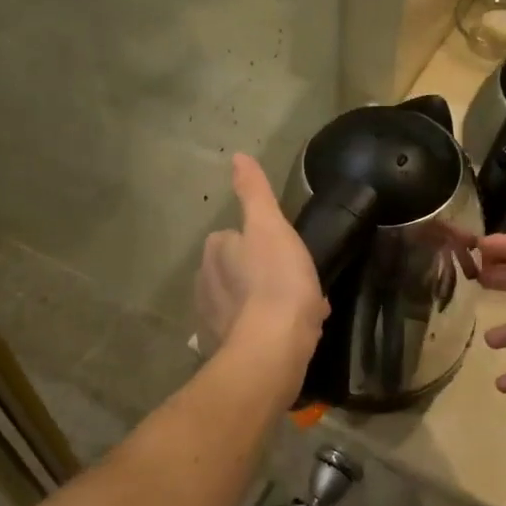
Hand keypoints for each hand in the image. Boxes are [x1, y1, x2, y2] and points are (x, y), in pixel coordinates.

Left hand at [196, 155, 326, 378]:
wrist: (273, 347)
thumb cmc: (276, 280)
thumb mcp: (270, 226)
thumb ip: (254, 191)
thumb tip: (237, 156)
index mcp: (215, 251)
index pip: (235, 237)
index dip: (263, 243)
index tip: (288, 255)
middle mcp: (204, 283)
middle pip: (239, 270)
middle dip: (265, 275)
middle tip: (298, 284)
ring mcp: (212, 319)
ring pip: (246, 301)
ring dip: (268, 304)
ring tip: (301, 312)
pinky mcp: (224, 349)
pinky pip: (250, 331)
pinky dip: (267, 331)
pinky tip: (290, 336)